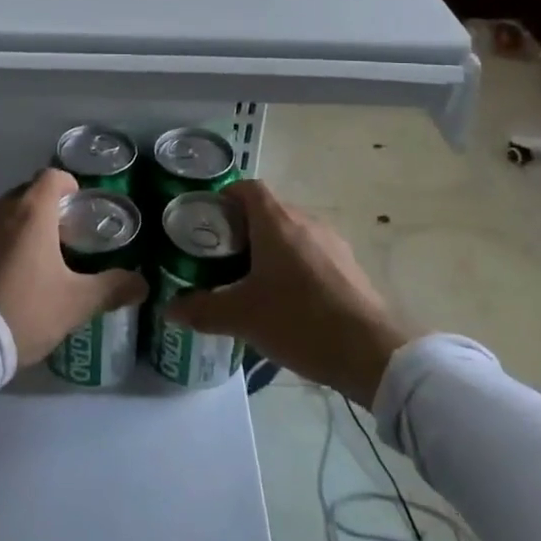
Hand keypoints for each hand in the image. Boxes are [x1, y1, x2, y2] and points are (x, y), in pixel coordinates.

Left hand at [0, 170, 148, 368]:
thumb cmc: (26, 311)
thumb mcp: (77, 303)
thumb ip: (112, 288)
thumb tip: (142, 283)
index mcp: (31, 212)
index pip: (52, 176)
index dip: (69, 186)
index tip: (79, 209)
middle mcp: (0, 210)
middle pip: (27, 192)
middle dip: (46, 207)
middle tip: (63, 237)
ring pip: (3, 212)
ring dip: (19, 223)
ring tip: (34, 255)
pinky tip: (4, 272)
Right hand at [165, 180, 414, 407]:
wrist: (372, 352)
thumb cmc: (300, 320)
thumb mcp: (242, 318)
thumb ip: (202, 309)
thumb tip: (169, 309)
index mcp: (277, 221)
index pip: (247, 188)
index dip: (224, 198)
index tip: (208, 224)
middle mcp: (305, 220)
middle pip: (268, 210)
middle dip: (243, 229)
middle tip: (222, 259)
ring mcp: (332, 241)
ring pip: (291, 232)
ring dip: (270, 248)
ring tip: (252, 282)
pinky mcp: (349, 265)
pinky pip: (312, 251)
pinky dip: (294, 264)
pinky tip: (288, 300)